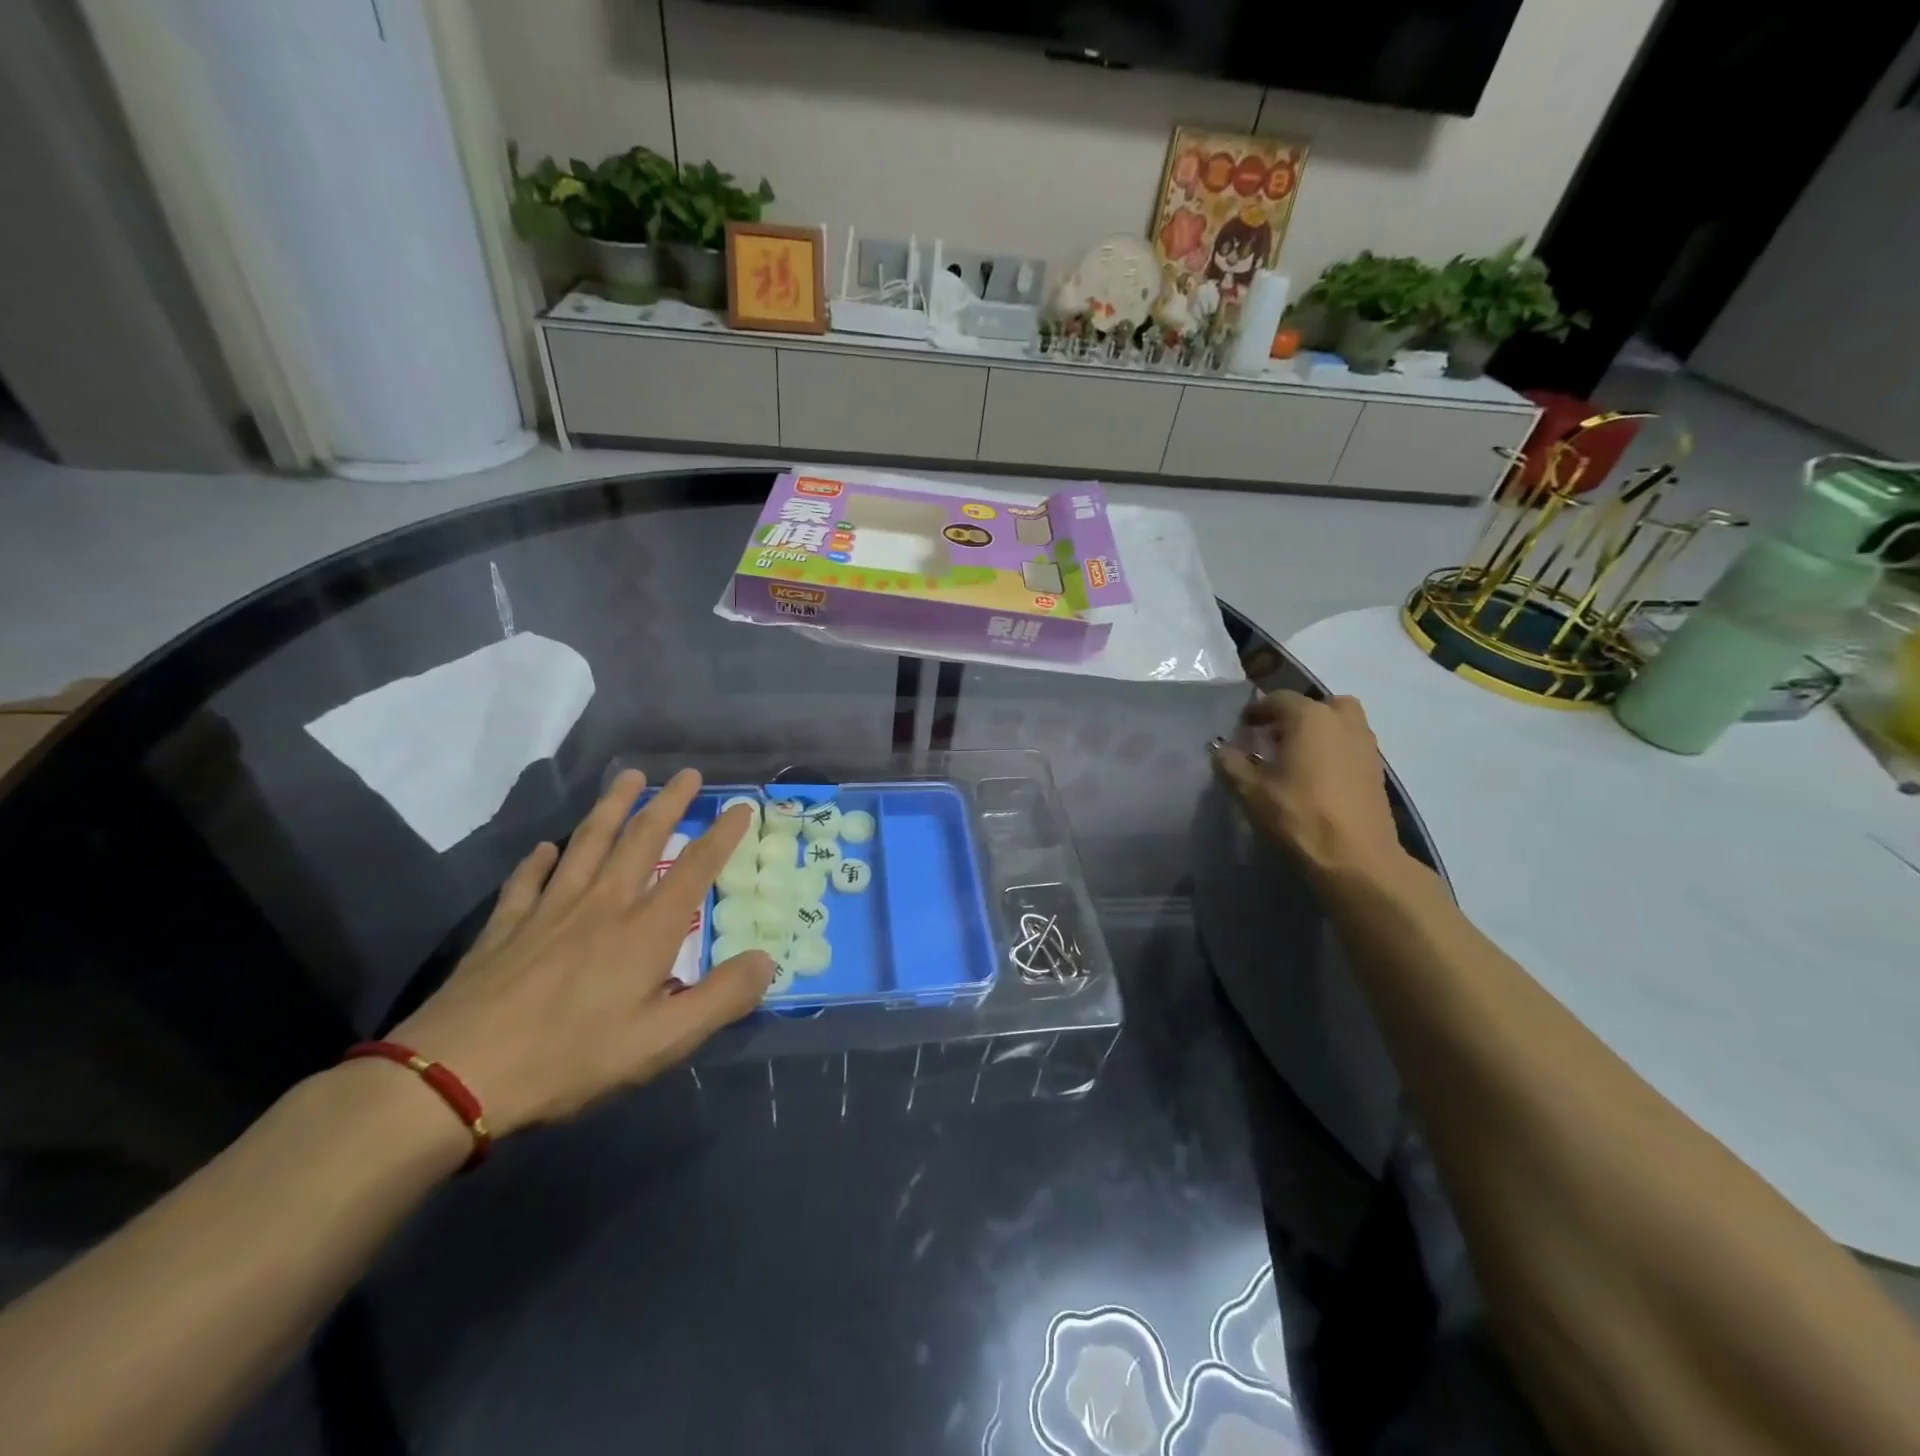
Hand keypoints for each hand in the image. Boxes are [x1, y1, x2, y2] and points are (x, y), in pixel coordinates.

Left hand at [390, 769, 772, 1136]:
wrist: (456, 1077)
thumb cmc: (571, 1059)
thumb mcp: (663, 1041)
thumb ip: (722, 998)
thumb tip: (767, 960)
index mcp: (645, 930)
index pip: (694, 869)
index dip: (722, 835)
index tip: (741, 807)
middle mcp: (603, 905)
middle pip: (641, 840)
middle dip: (669, 803)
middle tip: (687, 773)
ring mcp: (549, 910)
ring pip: (587, 843)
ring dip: (611, 807)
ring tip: (628, 778)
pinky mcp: (505, 927)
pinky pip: (528, 880)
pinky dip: (539, 859)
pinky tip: (546, 847)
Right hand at [1210, 691, 1406, 878]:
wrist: (1356, 859)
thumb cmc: (1298, 816)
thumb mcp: (1250, 791)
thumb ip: (1231, 764)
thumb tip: (1221, 750)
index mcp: (1310, 718)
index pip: (1279, 699)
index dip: (1257, 711)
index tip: (1242, 727)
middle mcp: (1343, 722)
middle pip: (1319, 705)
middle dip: (1297, 715)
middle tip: (1276, 737)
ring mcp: (1366, 746)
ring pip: (1341, 724)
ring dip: (1319, 732)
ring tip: (1297, 758)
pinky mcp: (1377, 772)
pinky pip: (1351, 747)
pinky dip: (1334, 752)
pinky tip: (1317, 778)